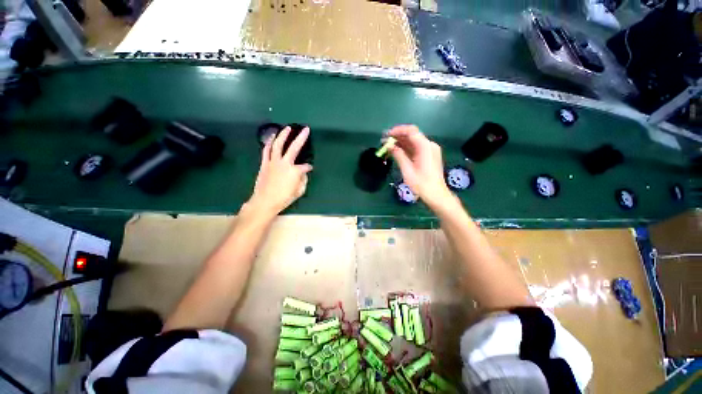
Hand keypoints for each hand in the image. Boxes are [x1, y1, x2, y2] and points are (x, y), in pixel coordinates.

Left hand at [247, 127, 312, 215]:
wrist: (265, 201)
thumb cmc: (284, 198)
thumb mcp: (299, 191)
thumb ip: (303, 180)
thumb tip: (303, 173)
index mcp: (295, 171)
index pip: (305, 166)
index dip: (308, 167)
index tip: (309, 168)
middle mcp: (285, 163)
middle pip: (294, 147)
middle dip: (301, 137)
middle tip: (305, 129)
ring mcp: (273, 162)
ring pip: (278, 145)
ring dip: (283, 135)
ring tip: (287, 128)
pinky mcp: (265, 164)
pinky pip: (266, 151)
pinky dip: (269, 143)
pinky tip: (271, 138)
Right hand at [388, 125, 453, 208]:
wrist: (436, 194)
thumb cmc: (421, 184)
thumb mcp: (407, 170)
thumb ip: (398, 155)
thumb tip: (389, 146)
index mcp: (425, 147)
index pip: (411, 131)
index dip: (398, 130)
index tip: (387, 135)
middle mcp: (429, 145)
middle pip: (412, 135)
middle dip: (398, 136)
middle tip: (384, 141)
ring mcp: (430, 150)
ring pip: (413, 141)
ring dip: (401, 142)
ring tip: (388, 146)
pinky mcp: (429, 155)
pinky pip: (416, 148)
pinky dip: (406, 148)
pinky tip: (396, 151)